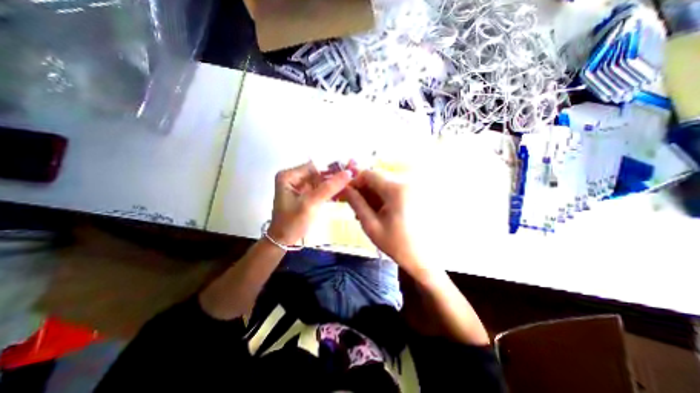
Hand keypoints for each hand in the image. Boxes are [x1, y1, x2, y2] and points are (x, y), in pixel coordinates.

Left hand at [269, 161, 353, 244]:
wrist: (283, 241)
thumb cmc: (292, 222)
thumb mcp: (311, 203)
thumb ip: (329, 188)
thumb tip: (348, 173)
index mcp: (289, 175)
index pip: (315, 166)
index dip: (332, 168)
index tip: (349, 172)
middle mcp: (294, 178)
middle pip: (318, 173)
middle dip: (334, 177)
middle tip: (352, 180)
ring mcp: (299, 187)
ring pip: (321, 181)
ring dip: (334, 185)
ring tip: (350, 187)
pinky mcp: (305, 195)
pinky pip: (320, 189)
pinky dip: (330, 192)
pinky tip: (341, 195)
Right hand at [340, 170, 426, 273]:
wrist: (425, 258)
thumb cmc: (397, 244)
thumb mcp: (371, 225)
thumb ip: (356, 204)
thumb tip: (344, 188)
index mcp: (396, 190)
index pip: (369, 174)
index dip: (354, 181)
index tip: (347, 193)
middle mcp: (407, 182)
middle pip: (378, 179)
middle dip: (363, 190)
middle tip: (354, 206)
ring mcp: (413, 187)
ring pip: (385, 184)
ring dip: (372, 195)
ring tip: (365, 213)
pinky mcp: (416, 193)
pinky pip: (394, 190)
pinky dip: (383, 198)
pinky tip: (378, 212)